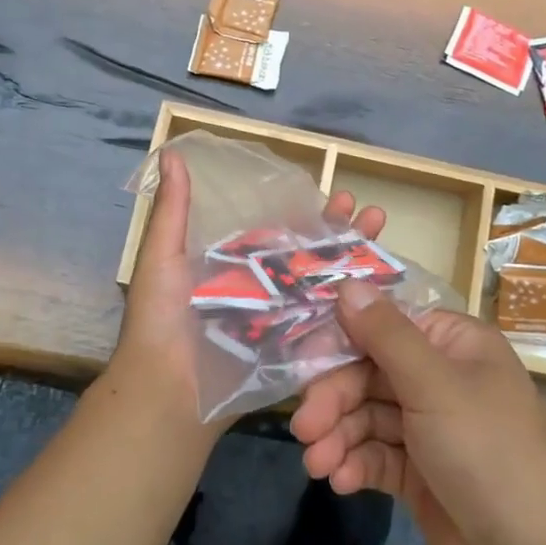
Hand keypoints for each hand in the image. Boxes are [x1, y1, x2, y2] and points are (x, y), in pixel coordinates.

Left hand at [105, 150, 386, 432]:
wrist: (164, 393)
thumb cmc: (160, 321)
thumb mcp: (161, 258)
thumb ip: (173, 210)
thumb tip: (170, 152)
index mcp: (236, 267)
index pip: (283, 233)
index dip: (313, 214)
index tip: (341, 194)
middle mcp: (264, 292)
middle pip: (313, 259)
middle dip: (345, 235)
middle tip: (375, 214)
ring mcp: (282, 325)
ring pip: (326, 290)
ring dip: (357, 266)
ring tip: (385, 240)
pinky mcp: (292, 356)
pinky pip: (327, 332)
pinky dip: (354, 314)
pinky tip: (384, 292)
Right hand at [291, 286, 545, 544]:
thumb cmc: (487, 452)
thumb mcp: (434, 384)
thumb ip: (384, 334)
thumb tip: (346, 283)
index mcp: (454, 345)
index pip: (386, 325)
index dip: (342, 340)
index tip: (302, 360)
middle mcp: (442, 378)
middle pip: (370, 373)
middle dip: (335, 399)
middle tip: (304, 427)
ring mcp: (431, 428)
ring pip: (368, 416)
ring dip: (338, 436)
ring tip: (316, 463)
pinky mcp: (421, 473)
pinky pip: (377, 455)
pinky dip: (356, 464)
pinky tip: (341, 481)